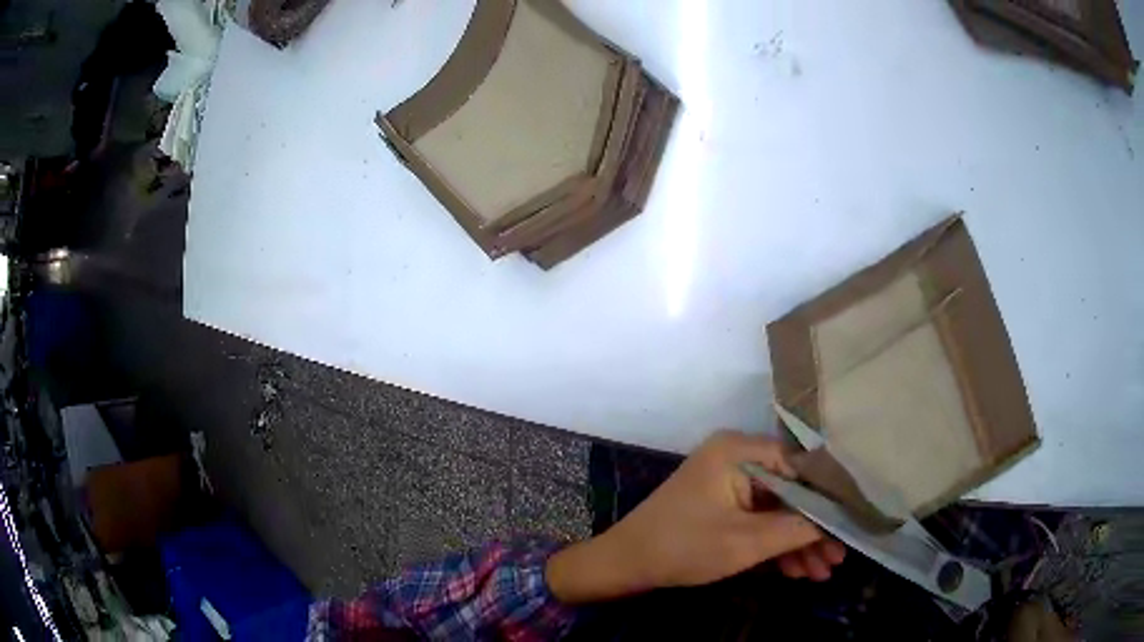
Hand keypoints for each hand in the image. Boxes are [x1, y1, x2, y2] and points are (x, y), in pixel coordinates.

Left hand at [546, 430, 845, 603]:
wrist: (626, 564)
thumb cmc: (683, 547)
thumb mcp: (746, 542)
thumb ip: (797, 528)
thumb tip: (838, 521)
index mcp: (739, 451)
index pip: (801, 466)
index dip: (829, 497)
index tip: (852, 523)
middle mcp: (737, 457)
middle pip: (791, 491)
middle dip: (813, 530)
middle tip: (837, 558)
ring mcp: (728, 481)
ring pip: (776, 510)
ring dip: (797, 542)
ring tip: (822, 573)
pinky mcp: (722, 503)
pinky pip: (758, 519)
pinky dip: (775, 544)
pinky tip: (796, 571)